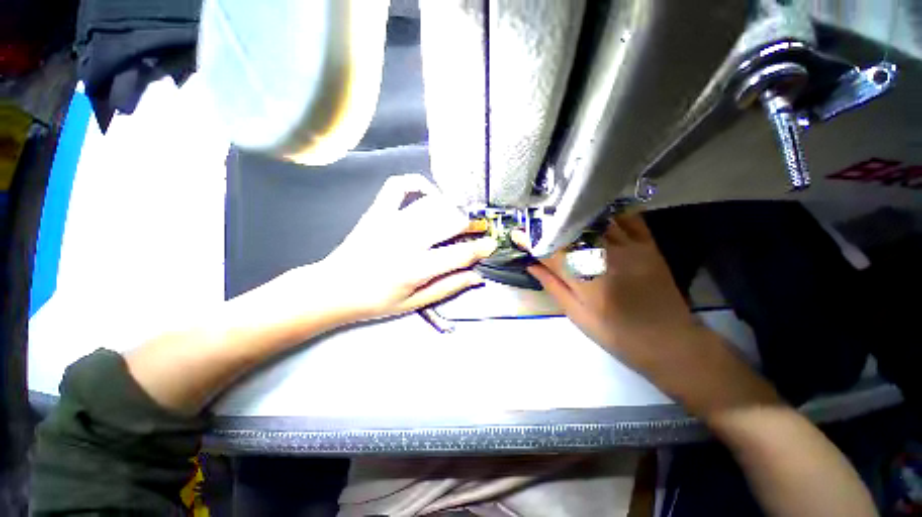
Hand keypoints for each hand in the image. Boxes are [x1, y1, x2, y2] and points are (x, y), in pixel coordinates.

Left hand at [317, 174, 495, 321]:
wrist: (334, 289)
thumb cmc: (376, 301)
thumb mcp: (414, 304)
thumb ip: (447, 288)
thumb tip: (476, 277)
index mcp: (417, 268)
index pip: (460, 253)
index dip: (481, 247)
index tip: (492, 243)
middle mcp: (407, 241)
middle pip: (450, 221)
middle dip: (471, 223)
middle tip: (477, 228)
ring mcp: (391, 222)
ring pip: (432, 204)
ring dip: (451, 207)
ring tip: (457, 215)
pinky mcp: (377, 212)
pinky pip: (398, 186)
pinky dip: (416, 183)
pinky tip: (427, 194)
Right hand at [517, 213, 695, 367]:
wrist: (669, 342)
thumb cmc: (616, 334)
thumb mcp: (577, 315)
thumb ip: (553, 286)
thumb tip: (531, 265)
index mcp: (587, 279)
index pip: (552, 252)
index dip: (532, 242)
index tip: (517, 234)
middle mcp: (607, 257)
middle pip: (572, 231)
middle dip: (551, 224)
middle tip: (536, 221)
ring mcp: (631, 248)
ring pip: (597, 220)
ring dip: (576, 215)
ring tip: (560, 213)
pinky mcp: (649, 245)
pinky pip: (628, 219)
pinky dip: (610, 213)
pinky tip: (596, 214)